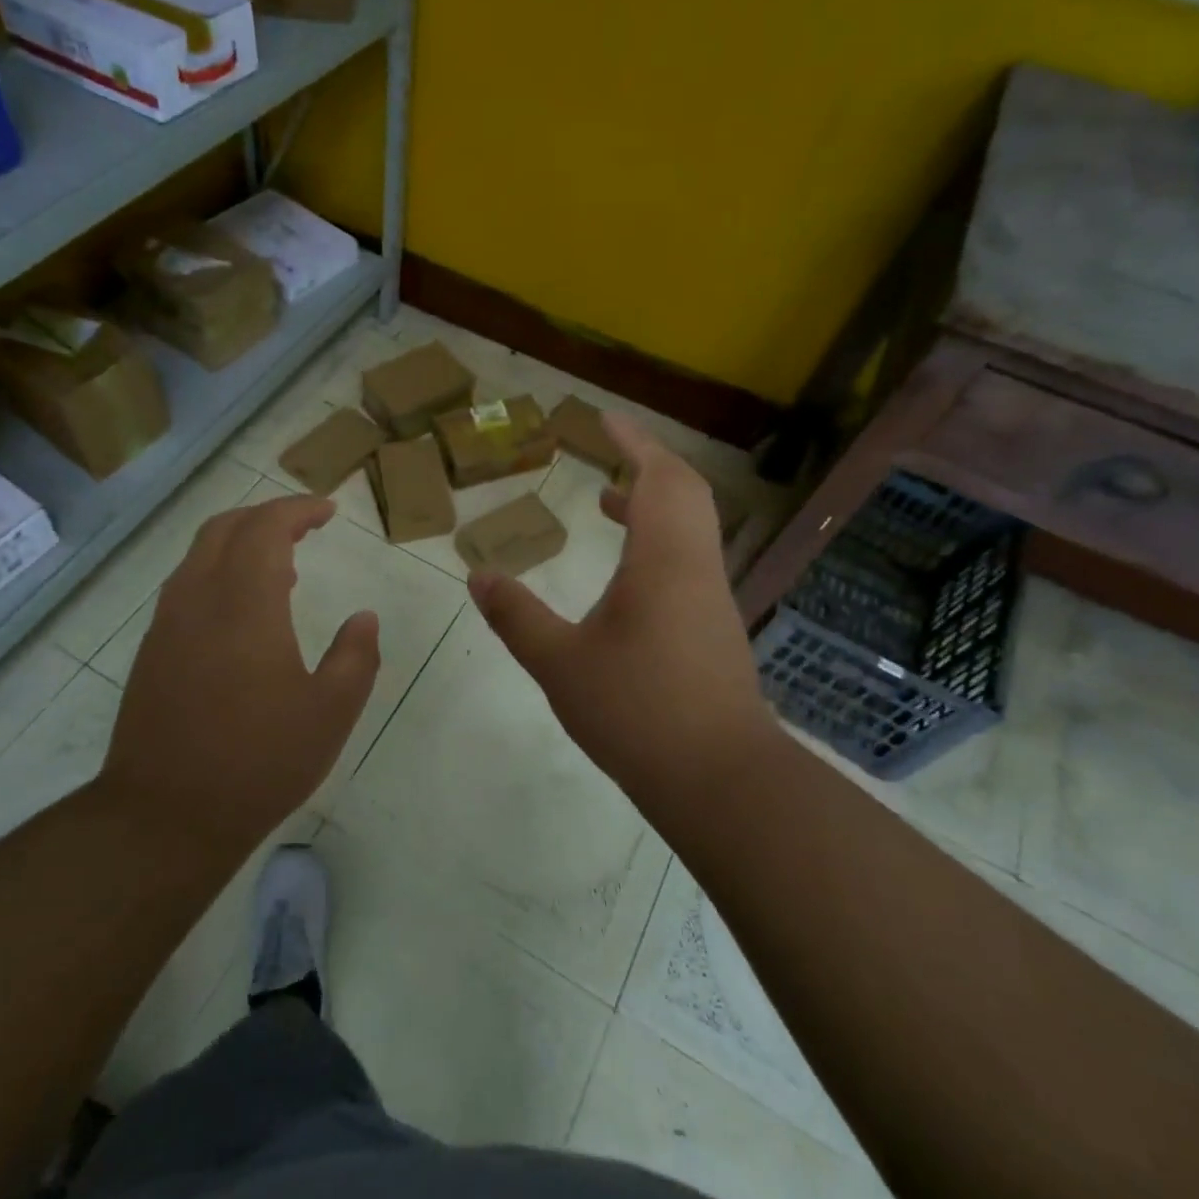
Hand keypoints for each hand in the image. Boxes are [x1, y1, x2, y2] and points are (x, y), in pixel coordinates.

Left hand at [99, 494, 379, 859]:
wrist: (164, 816)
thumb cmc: (259, 761)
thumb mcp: (330, 712)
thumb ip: (356, 656)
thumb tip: (364, 618)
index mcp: (244, 603)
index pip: (266, 527)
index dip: (299, 510)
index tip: (328, 511)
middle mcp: (198, 598)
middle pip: (226, 528)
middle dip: (267, 515)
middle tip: (305, 526)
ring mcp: (167, 624)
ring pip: (200, 554)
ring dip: (240, 542)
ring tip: (282, 565)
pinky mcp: (152, 650)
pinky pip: (187, 585)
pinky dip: (219, 571)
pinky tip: (243, 609)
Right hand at [469, 416, 770, 810]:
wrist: (720, 779)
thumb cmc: (638, 712)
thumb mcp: (560, 663)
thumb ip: (517, 616)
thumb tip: (478, 576)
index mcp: (664, 560)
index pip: (658, 478)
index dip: (633, 442)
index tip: (604, 419)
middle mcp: (696, 568)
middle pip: (685, 492)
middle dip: (648, 463)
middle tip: (609, 453)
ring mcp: (712, 599)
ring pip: (690, 528)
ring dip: (653, 504)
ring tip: (606, 504)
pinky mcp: (714, 629)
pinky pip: (689, 560)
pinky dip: (659, 542)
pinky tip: (625, 577)